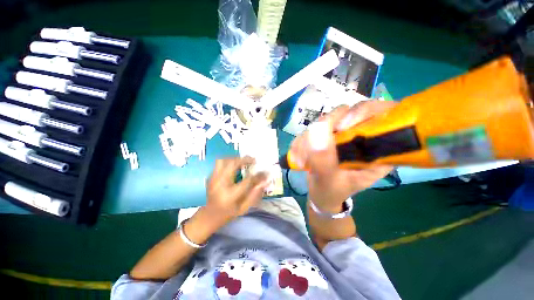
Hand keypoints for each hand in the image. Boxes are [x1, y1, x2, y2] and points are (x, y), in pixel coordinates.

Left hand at [204, 157, 269, 224]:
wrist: (208, 217)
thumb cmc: (227, 214)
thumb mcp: (243, 208)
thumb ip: (254, 194)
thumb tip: (265, 182)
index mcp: (230, 195)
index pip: (248, 180)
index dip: (258, 175)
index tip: (266, 172)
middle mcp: (221, 184)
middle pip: (233, 164)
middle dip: (245, 160)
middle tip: (253, 160)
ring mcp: (213, 179)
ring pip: (224, 160)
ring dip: (235, 159)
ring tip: (243, 161)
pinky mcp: (210, 177)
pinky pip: (219, 163)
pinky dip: (229, 161)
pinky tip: (235, 165)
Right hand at [289, 101, 395, 212]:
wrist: (320, 194)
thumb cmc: (332, 191)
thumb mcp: (329, 180)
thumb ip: (323, 159)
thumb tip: (316, 130)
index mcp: (375, 149)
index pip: (381, 114)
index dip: (363, 112)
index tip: (341, 127)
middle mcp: (358, 136)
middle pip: (346, 112)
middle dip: (324, 130)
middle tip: (310, 148)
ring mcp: (339, 134)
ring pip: (324, 121)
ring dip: (307, 140)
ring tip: (302, 161)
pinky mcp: (324, 136)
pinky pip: (310, 130)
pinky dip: (300, 143)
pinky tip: (298, 159)